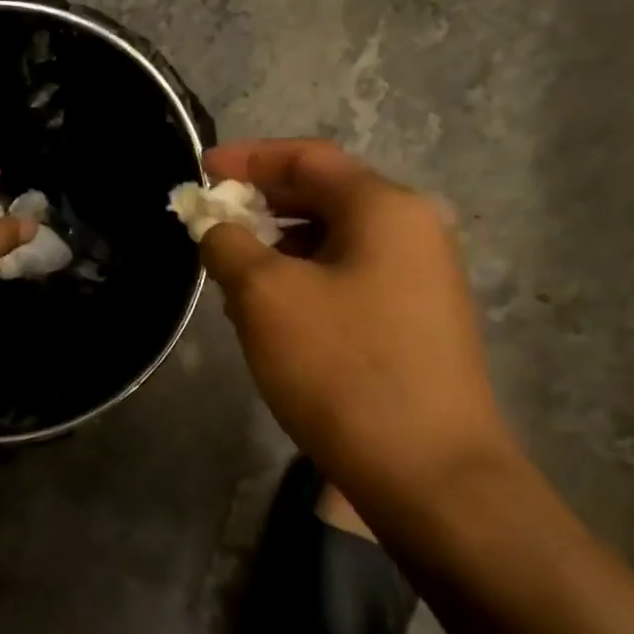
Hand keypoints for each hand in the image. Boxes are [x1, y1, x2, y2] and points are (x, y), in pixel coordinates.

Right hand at [199, 140, 516, 496]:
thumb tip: (217, 228)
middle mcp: (413, 230)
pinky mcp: (417, 321)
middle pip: (324, 195)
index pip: (307, 158)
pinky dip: (303, 279)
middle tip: (210, 220)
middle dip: (260, 203)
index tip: (201, 170)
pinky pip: (348, 277)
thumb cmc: (343, 367)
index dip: (247, 159)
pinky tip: (270, 312)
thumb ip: (228, 244)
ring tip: (230, 272)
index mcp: (385, 208)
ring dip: (278, 245)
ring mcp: (422, 278)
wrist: (432, 475)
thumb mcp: (265, 296)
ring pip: (334, 240)